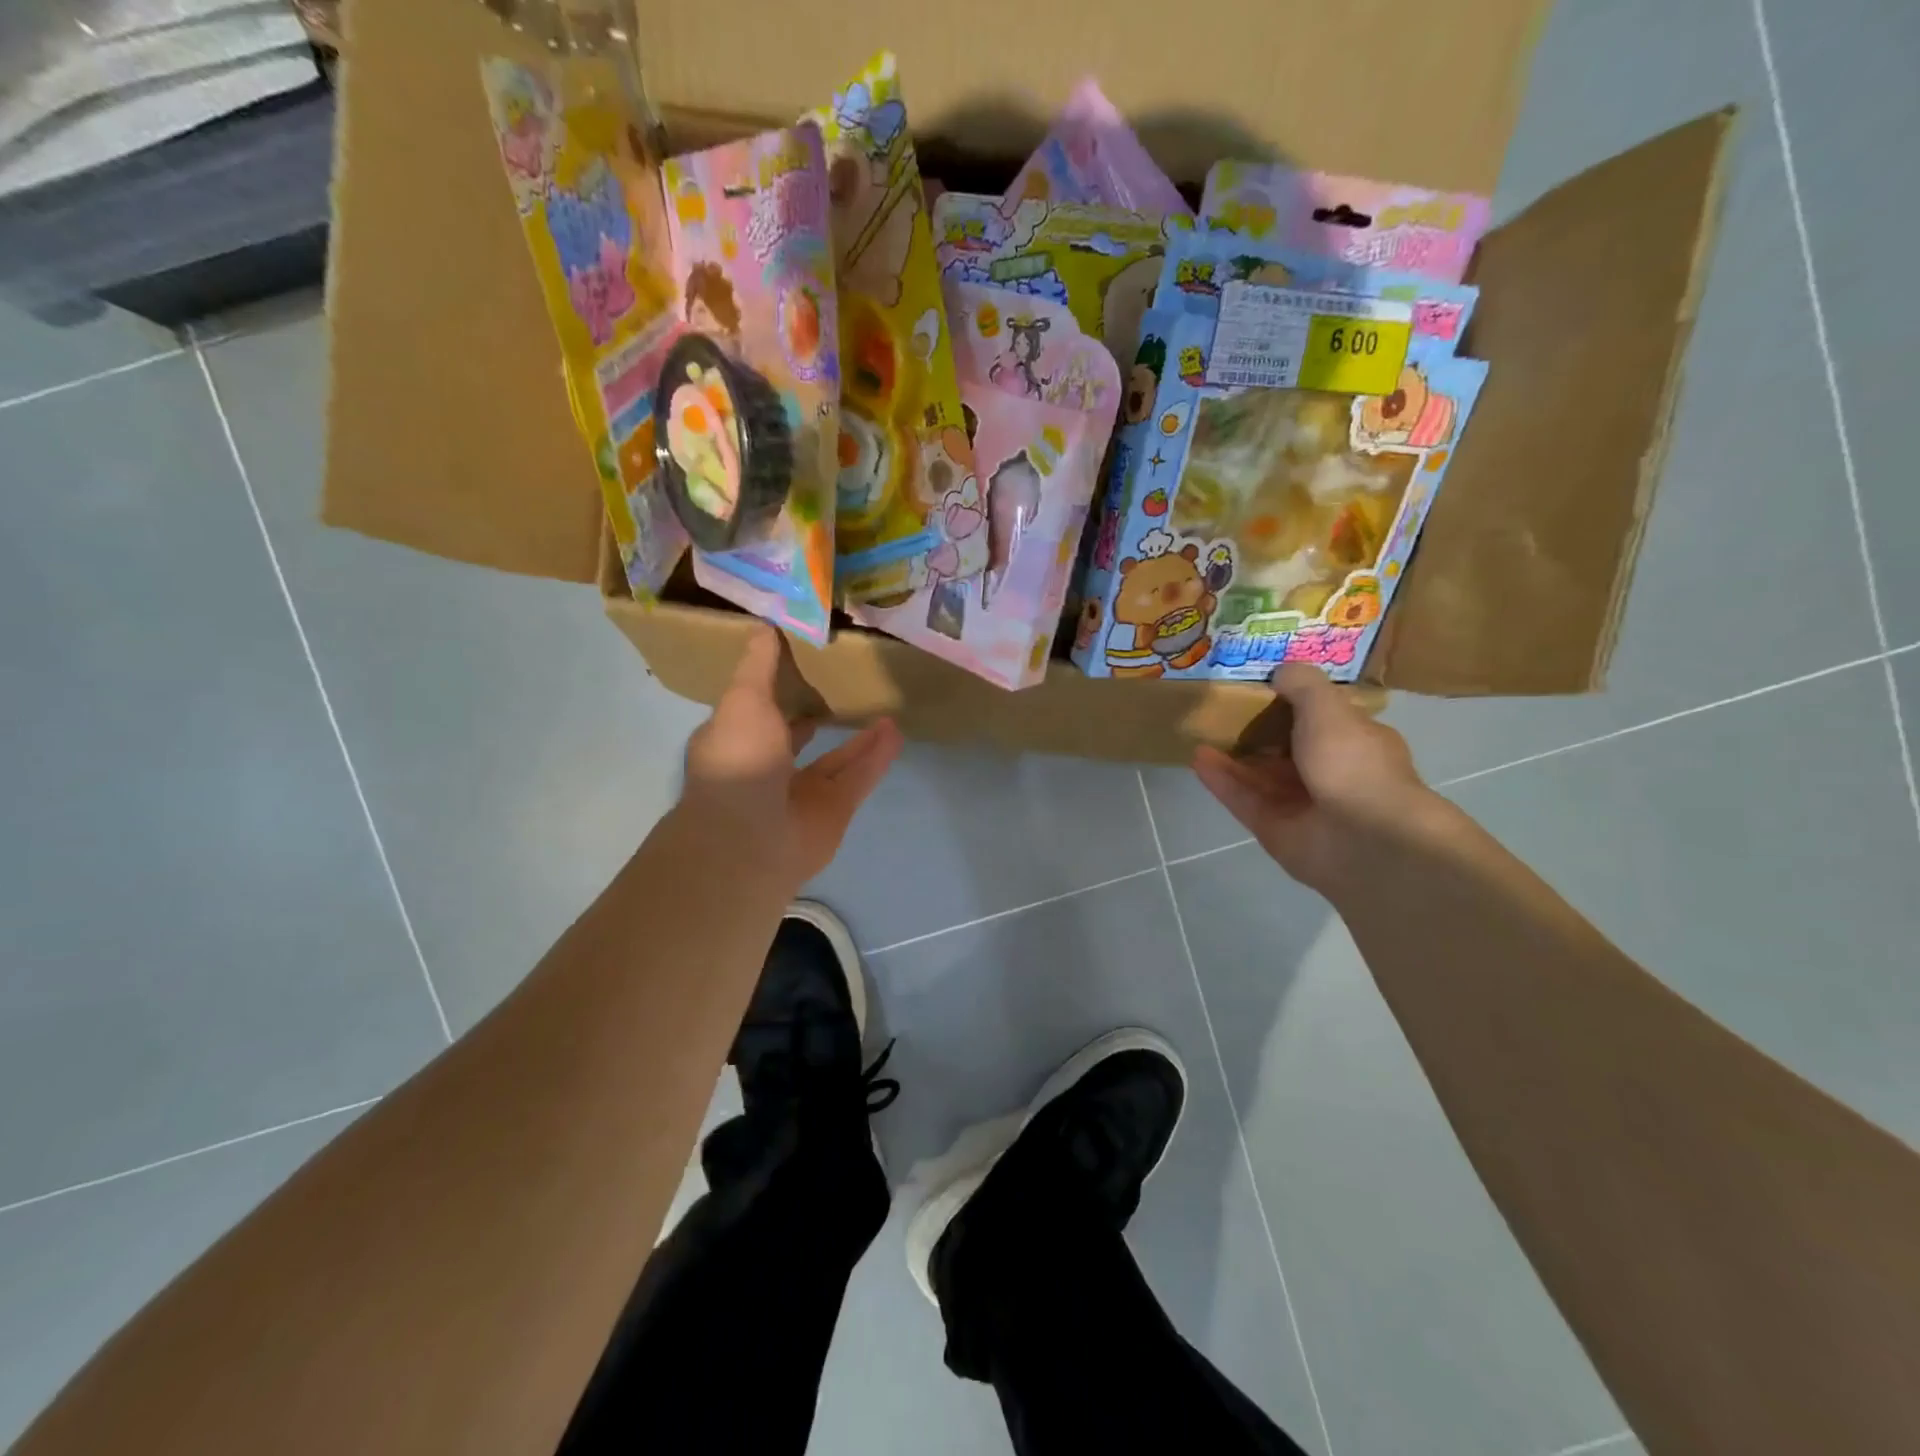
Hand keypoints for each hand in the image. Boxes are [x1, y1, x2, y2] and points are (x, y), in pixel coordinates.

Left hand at [679, 627, 902, 888]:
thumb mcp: (743, 699)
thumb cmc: (739, 760)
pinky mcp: (834, 811)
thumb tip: (764, 626)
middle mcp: (768, 768)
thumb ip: (758, 665)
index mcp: (737, 742)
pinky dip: (876, 757)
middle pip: (798, 738)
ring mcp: (802, 793)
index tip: (801, 664)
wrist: (752, 838)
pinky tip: (895, 732)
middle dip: (818, 716)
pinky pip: (858, 778)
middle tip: (846, 687)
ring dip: (858, 737)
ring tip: (884, 709)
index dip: (775, 691)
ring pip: (836, 759)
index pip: (756, 712)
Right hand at [1192, 665, 1427, 892]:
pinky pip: (1244, 799)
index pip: (1324, 719)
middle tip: (1221, 710)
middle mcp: (1331, 773)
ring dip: (1233, 756)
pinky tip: (1197, 758)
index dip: (1294, 703)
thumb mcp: (1328, 708)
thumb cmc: (1352, 763)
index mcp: (1356, 743)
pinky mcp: (1275, 829)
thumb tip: (1280, 670)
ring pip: (1260, 776)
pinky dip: (1222, 780)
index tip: (1262, 687)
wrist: (1363, 839)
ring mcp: (1302, 805)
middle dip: (1257, 732)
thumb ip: (1302, 686)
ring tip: (1201, 732)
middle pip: (1286, 750)